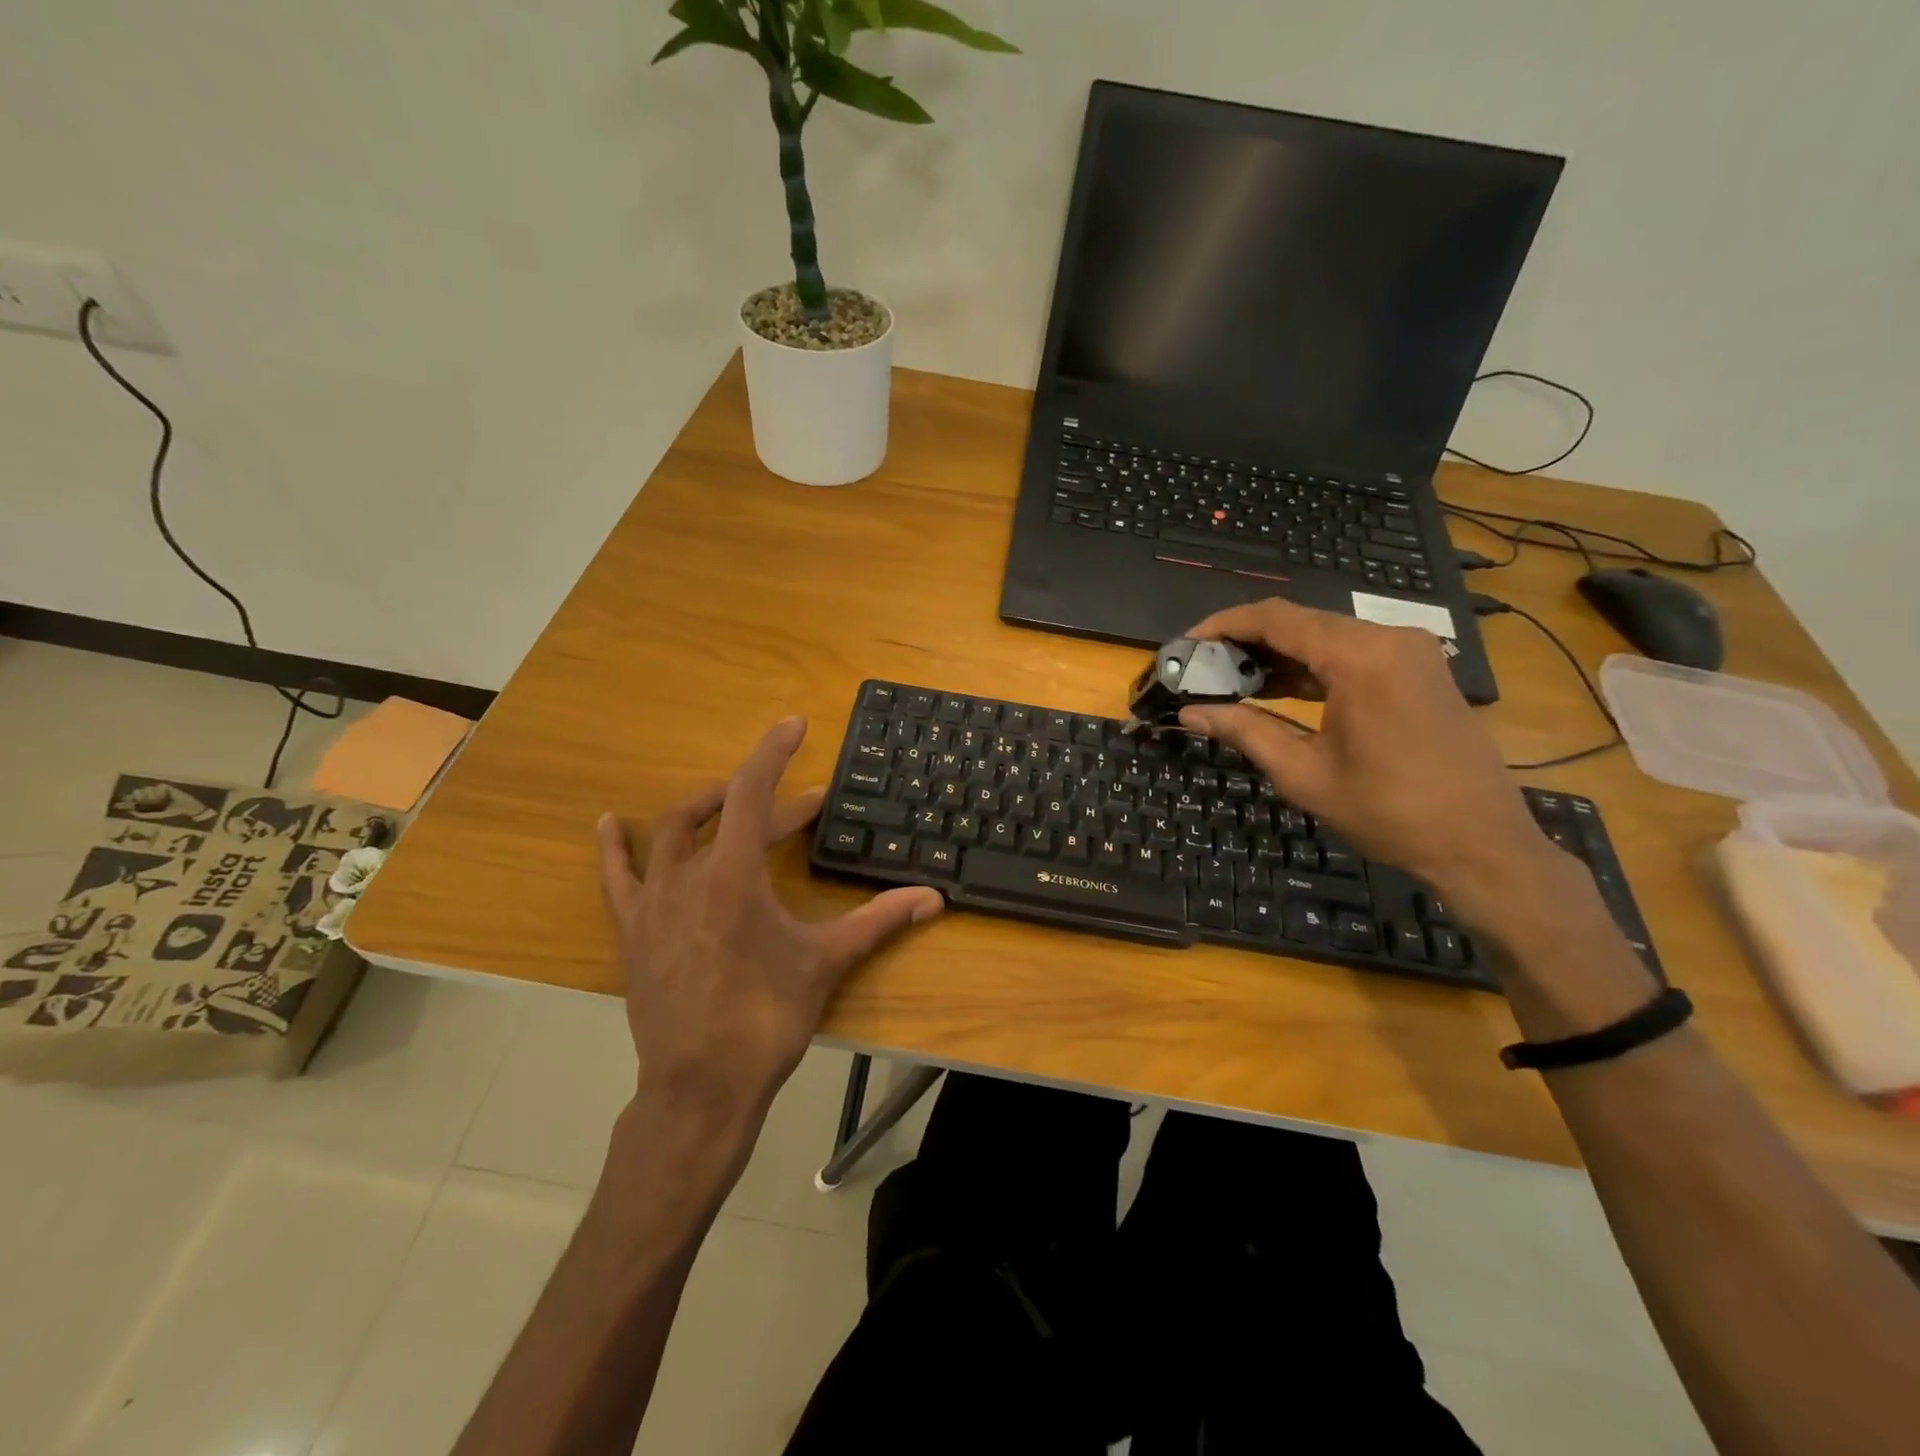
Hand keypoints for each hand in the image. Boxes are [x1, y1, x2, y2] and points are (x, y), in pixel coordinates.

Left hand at [596, 717, 941, 1138]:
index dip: (773, 752)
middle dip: (770, 801)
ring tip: (733, 800)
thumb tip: (933, 897)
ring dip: (706, 809)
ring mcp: (654, 902)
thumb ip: (879, 920)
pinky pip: (618, 877)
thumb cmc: (766, 1018)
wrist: (701, 1087)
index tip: (793, 725)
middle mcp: (688, 875)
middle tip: (808, 806)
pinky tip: (608, 823)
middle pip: (726, 814)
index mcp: (734, 875)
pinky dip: (615, 847)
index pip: (753, 792)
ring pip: (672, 833)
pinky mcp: (634, 930)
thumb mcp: (827, 962)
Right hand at [1177, 598, 1571, 939]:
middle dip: (1246, 641)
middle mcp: (1388, 639)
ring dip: (1277, 654)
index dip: (1223, 625)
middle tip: (1202, 668)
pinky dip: (1311, 667)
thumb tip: (1189, 714)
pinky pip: (1352, 653)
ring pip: (1325, 636)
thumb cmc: (1388, 811)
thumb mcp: (1303, 773)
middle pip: (1300, 621)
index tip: (1185, 644)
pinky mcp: (1420, 669)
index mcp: (1360, 657)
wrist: (1482, 843)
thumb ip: (1244, 731)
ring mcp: (1410, 652)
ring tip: (1230, 680)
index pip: (1275, 619)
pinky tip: (1278, 689)